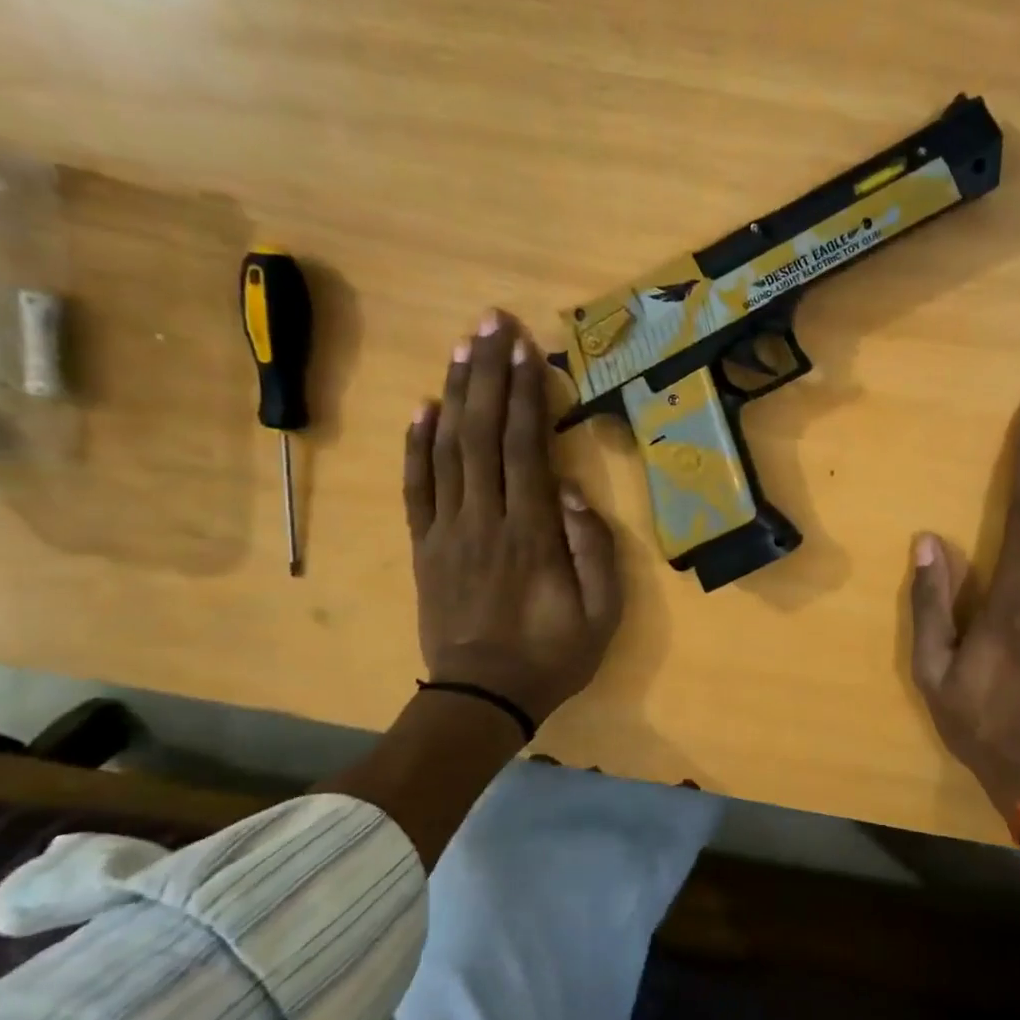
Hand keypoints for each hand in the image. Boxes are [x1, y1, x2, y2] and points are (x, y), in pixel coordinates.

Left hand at [403, 309, 621, 724]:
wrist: (482, 697)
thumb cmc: (552, 654)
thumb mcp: (602, 612)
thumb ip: (593, 547)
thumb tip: (569, 489)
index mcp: (530, 532)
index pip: (525, 446)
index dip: (524, 392)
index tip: (525, 347)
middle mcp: (484, 518)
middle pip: (482, 433)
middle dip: (487, 373)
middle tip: (491, 322)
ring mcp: (447, 530)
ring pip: (446, 449)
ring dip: (455, 394)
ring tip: (462, 347)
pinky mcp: (424, 545)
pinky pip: (416, 486)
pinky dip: (417, 444)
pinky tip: (423, 408)